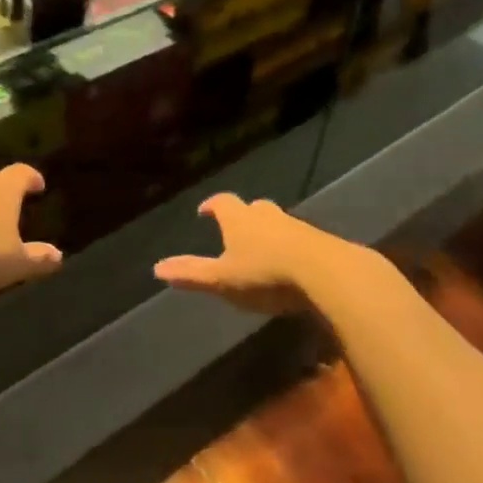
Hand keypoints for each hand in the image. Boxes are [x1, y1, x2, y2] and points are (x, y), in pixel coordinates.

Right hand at [154, 194, 353, 317]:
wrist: (326, 272)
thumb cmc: (266, 273)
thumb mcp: (223, 279)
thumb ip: (192, 274)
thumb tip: (157, 268)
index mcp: (239, 219)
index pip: (222, 202)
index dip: (212, 205)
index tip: (205, 210)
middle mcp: (266, 215)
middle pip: (252, 208)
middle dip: (243, 216)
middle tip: (236, 227)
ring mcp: (296, 226)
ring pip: (277, 222)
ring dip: (268, 230)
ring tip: (262, 247)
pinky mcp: (320, 241)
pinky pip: (298, 238)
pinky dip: (290, 245)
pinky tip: (291, 263)